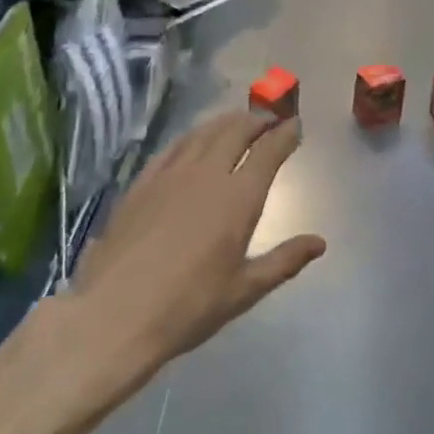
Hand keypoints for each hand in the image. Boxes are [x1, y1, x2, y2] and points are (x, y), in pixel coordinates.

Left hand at [66, 110, 325, 368]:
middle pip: (235, 131)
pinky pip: (172, 148)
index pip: (268, 151)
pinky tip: (193, 141)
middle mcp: (206, 175)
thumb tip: (319, 243)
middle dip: (256, 120)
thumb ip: (284, 261)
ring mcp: (170, 176)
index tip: (295, 125)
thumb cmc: (188, 307)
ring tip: (237, 120)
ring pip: (203, 133)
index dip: (284, 134)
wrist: (113, 315)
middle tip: (269, 118)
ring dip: (225, 122)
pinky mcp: (141, 184)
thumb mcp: (244, 290)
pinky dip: (191, 136)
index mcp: (238, 198)